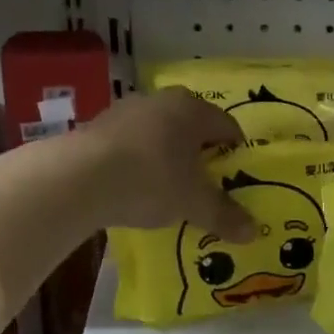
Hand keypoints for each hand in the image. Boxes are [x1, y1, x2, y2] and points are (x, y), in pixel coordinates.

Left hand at [79, 87, 255, 240]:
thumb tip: (253, 232)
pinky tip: (133, 187)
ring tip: (167, 189)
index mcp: (193, 110)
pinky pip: (130, 143)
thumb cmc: (151, 180)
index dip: (236, 153)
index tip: (236, 178)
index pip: (227, 127)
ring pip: (159, 133)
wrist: (79, 178)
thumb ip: (224, 215)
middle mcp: (162, 101)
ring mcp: (126, 110)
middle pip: (192, 127)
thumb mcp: (193, 203)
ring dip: (166, 156)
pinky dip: (138, 161)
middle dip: (199, 154)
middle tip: (204, 184)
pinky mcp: (97, 127)